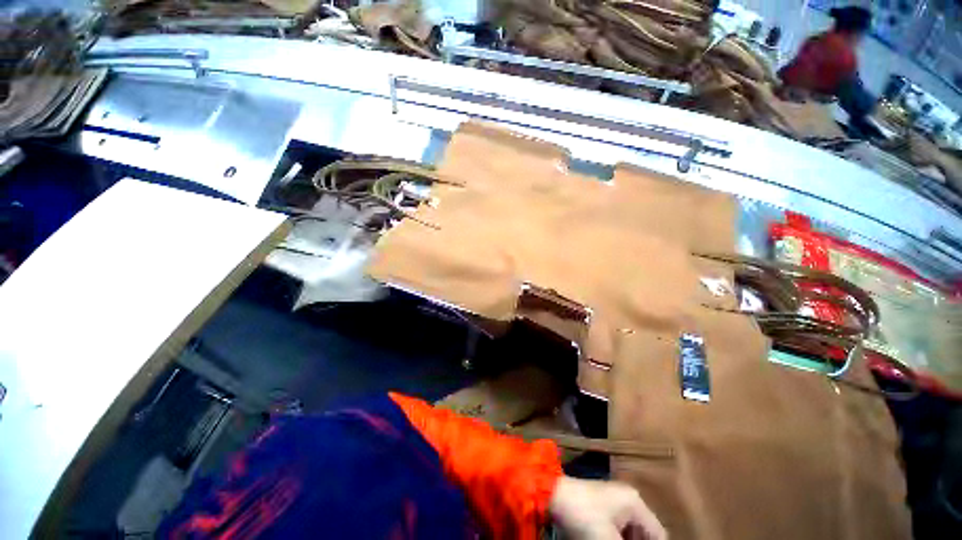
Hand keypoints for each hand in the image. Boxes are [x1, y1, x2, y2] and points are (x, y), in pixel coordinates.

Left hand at [549, 477, 666, 539]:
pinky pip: (617, 528)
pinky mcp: (600, 505)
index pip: (659, 534)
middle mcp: (627, 499)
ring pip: (630, 532)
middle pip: (644, 533)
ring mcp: (613, 500)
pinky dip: (616, 538)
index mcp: (635, 503)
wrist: (552, 495)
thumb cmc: (583, 515)